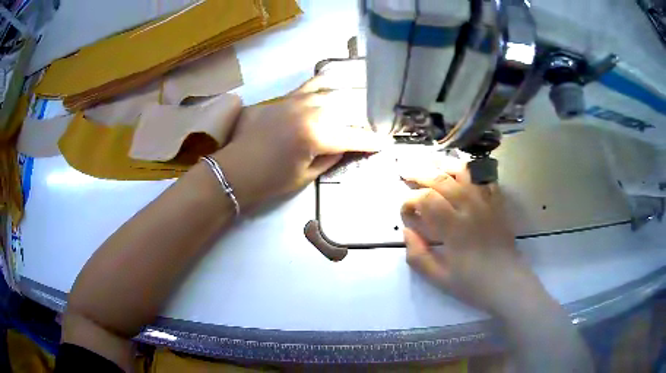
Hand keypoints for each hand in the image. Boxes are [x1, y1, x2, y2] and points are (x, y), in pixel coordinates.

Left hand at [214, 74, 383, 211]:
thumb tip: (345, 145)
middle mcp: (310, 112)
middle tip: (371, 127)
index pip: (353, 137)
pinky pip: (309, 85)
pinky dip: (324, 82)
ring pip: (331, 93)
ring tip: (360, 102)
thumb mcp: (305, 176)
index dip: (371, 142)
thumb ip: (330, 157)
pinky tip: (333, 79)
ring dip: (348, 98)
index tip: (384, 144)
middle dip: (362, 119)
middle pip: (346, 110)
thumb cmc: (270, 180)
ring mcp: (296, 101)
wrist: (235, 170)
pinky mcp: (284, 98)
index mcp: (316, 135)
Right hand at [401, 162, 541, 316]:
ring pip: (464, 173)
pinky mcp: (497, 204)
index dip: (410, 200)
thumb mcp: (439, 278)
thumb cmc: (472, 284)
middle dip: (420, 174)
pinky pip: (485, 179)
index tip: (405, 211)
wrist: (507, 283)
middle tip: (406, 172)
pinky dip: (472, 171)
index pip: (426, 200)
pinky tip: (462, 170)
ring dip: (444, 165)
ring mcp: (486, 203)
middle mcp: (470, 209)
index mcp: (454, 228)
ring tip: (431, 163)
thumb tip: (406, 232)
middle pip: (442, 180)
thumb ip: (418, 256)